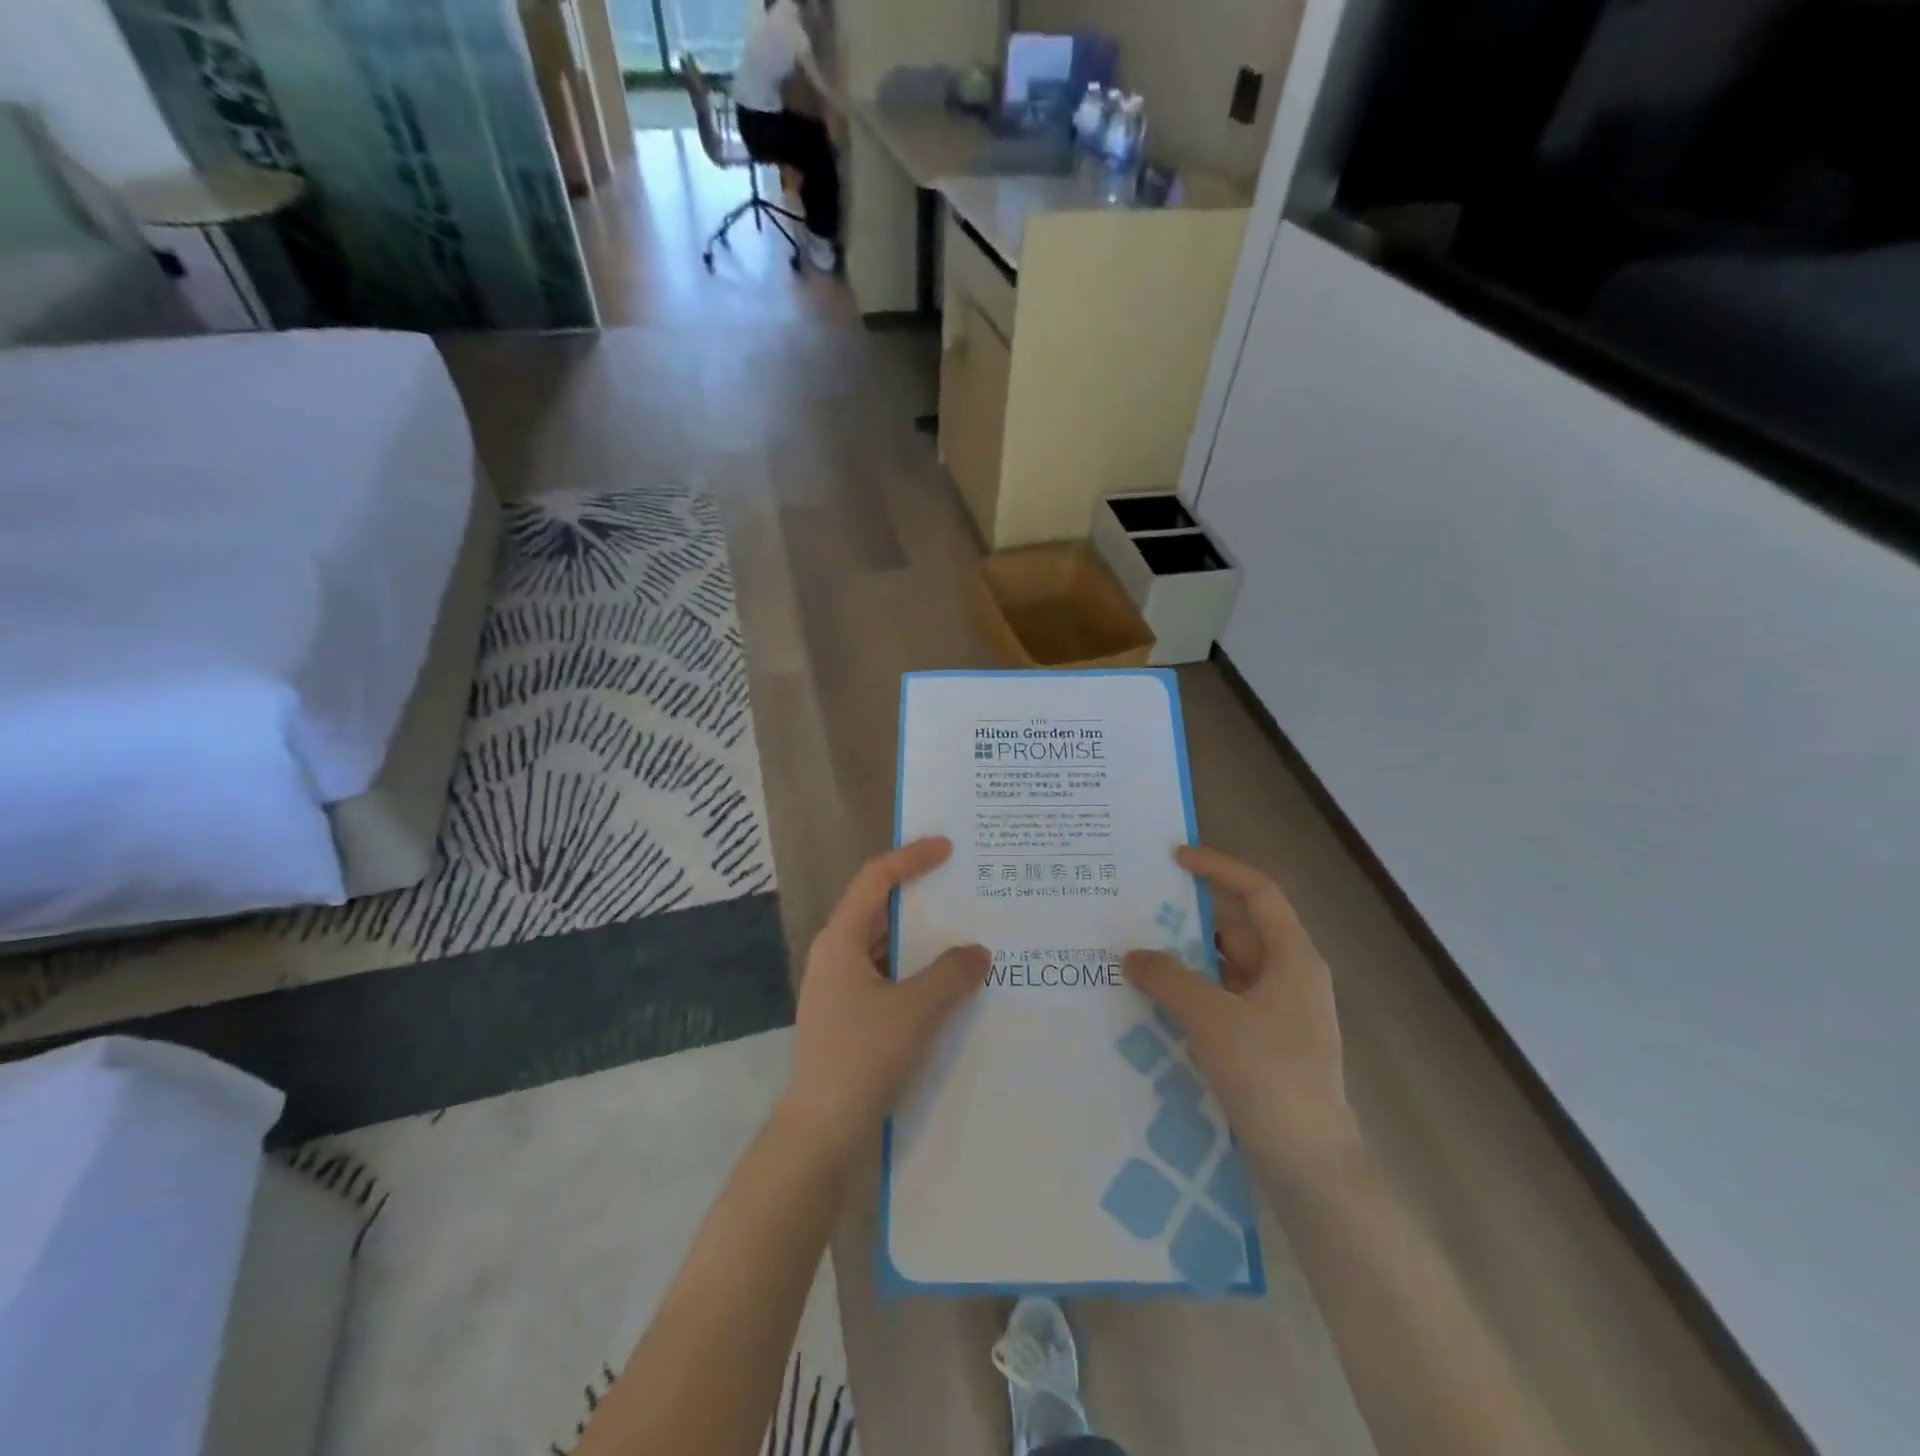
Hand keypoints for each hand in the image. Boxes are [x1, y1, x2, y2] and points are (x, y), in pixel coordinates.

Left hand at [783, 838, 989, 1159]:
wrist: (820, 1133)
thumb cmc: (861, 1058)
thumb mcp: (914, 1011)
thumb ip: (951, 974)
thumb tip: (979, 950)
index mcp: (841, 940)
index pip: (875, 879)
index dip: (911, 857)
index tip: (948, 846)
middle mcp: (836, 955)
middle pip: (879, 908)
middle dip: (920, 894)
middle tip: (962, 884)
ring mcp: (841, 988)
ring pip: (886, 945)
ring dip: (922, 937)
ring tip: (965, 930)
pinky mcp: (851, 1016)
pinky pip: (889, 976)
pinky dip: (917, 970)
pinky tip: (949, 981)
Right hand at [1124, 845, 1358, 1180]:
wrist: (1312, 1170)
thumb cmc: (1270, 1078)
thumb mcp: (1212, 1019)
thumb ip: (1169, 979)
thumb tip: (1134, 954)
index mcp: (1293, 960)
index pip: (1259, 893)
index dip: (1220, 869)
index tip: (1176, 859)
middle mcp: (1289, 980)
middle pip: (1235, 933)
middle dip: (1187, 924)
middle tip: (1136, 917)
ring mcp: (1278, 1018)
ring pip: (1224, 974)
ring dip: (1185, 967)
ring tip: (1133, 961)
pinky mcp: (1264, 1049)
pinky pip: (1221, 1007)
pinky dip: (1191, 1000)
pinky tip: (1153, 1009)